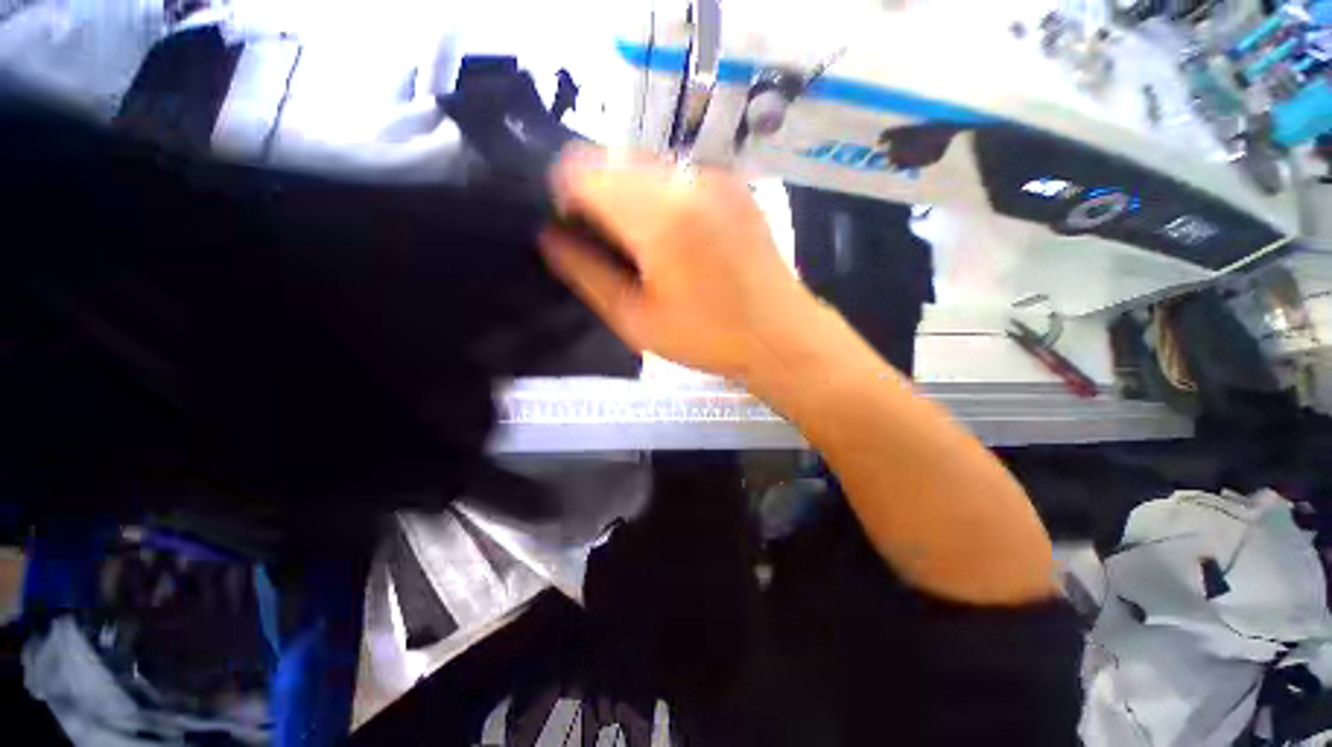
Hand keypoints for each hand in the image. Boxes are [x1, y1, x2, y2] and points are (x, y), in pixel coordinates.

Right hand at [540, 145, 820, 382]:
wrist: (780, 335)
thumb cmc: (708, 336)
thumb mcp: (636, 319)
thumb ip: (587, 273)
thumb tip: (551, 237)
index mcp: (658, 214)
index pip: (580, 170)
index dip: (564, 197)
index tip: (575, 233)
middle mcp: (686, 178)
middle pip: (612, 161)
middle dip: (598, 197)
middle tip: (612, 248)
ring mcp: (715, 176)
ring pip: (644, 165)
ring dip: (629, 197)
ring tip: (645, 247)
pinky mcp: (734, 185)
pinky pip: (677, 176)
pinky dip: (660, 198)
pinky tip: (676, 238)